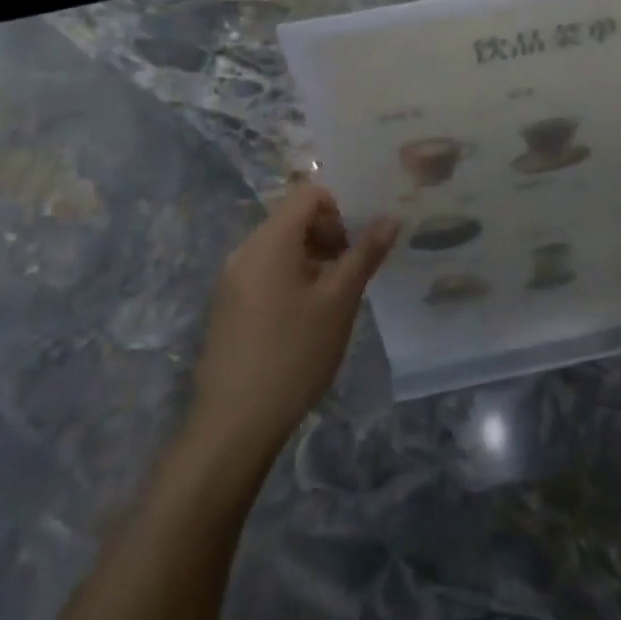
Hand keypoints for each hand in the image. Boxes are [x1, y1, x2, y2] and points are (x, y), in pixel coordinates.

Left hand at [191, 182, 396, 454]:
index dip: (340, 209)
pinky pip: (267, 269)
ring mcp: (233, 278)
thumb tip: (390, 217)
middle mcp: (246, 250)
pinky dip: (293, 276)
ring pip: (282, 245)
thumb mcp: (338, 302)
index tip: (358, 245)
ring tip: (335, 296)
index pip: (309, 194)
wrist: (233, 424)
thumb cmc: (293, 355)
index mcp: (270, 241)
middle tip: (352, 271)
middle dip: (329, 235)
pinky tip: (308, 315)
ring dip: (314, 257)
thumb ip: (365, 254)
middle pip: (294, 217)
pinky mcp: (230, 303)